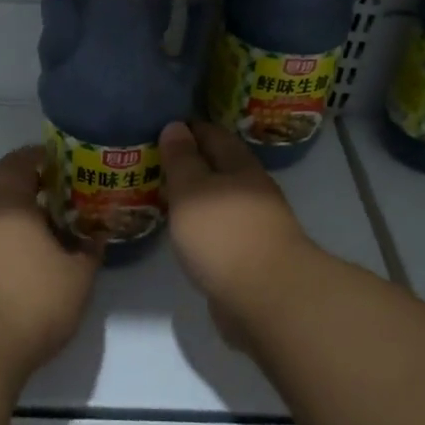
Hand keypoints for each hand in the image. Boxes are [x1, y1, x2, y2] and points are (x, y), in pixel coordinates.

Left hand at [0, 145, 101, 375]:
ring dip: (17, 225)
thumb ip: (89, 251)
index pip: (17, 162)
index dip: (39, 158)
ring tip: (46, 243)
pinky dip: (3, 249)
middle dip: (32, 194)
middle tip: (62, 207)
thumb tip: (96, 237)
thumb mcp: (77, 278)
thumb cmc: (31, 301)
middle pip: (3, 191)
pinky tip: (22, 272)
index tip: (61, 164)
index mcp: (7, 204)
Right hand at [159, 121, 316, 350]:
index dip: (190, 129)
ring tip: (165, 196)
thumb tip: (176, 126)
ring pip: (221, 202)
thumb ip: (182, 159)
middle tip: (158, 162)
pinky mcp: (250, 258)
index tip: (164, 127)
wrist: (266, 298)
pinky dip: (202, 227)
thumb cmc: (224, 234)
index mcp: (241, 168)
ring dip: (197, 198)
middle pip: (221, 169)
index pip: (214, 136)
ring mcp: (255, 227)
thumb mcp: (192, 189)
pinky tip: (185, 233)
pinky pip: (221, 232)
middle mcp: (252, 192)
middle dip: (193, 163)